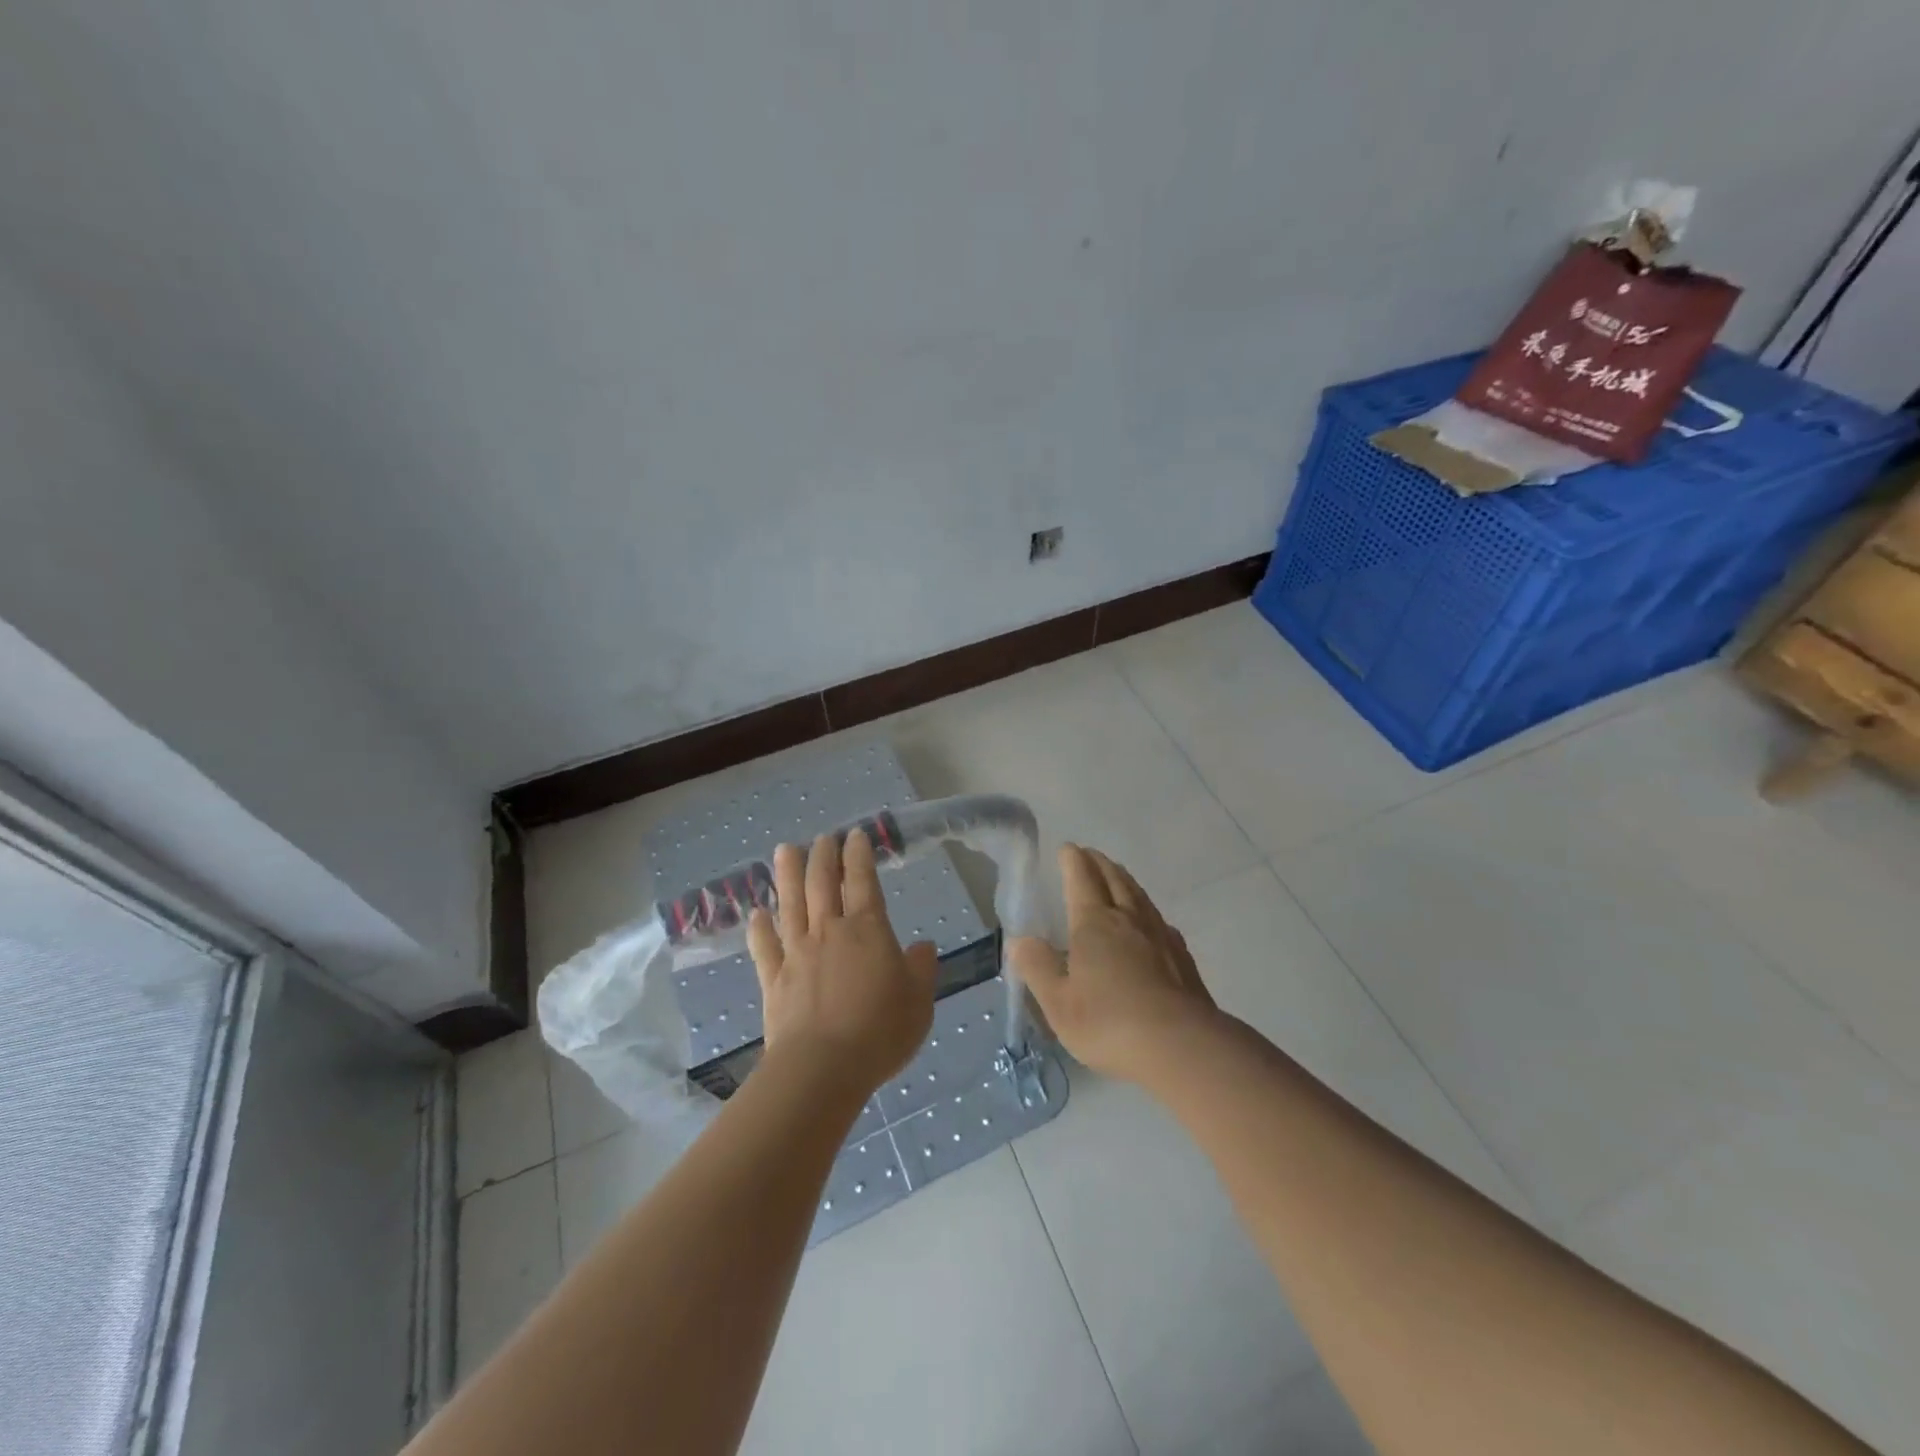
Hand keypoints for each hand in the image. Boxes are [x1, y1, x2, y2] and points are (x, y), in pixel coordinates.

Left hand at [745, 829, 937, 1098]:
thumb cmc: (880, 1031)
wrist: (822, 1068)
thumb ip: (921, 969)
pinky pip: (764, 946)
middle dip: (823, 855)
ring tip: (785, 850)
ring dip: (787, 874)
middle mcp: (829, 931)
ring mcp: (797, 953)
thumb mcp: (919, 1001)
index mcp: (867, 930)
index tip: (855, 834)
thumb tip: (922, 946)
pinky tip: (756, 913)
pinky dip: (759, 928)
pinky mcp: (774, 979)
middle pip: (821, 883)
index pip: (862, 881)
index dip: (859, 855)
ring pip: (790, 904)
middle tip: (823, 837)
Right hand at [1008, 844, 1218, 1083]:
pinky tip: (1151, 922)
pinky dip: (1148, 910)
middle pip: (1114, 880)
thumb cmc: (1109, 1022)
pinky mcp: (1181, 957)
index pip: (1081, 880)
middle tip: (1089, 854)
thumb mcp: (1058, 1002)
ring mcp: (1159, 936)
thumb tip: (1019, 940)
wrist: (1181, 1046)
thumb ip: (1037, 967)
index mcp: (1094, 924)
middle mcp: (1128, 920)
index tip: (1067, 848)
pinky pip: (1160, 921)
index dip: (1072, 862)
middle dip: (1099, 863)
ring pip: (1139, 896)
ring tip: (1117, 875)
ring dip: (1124, 880)